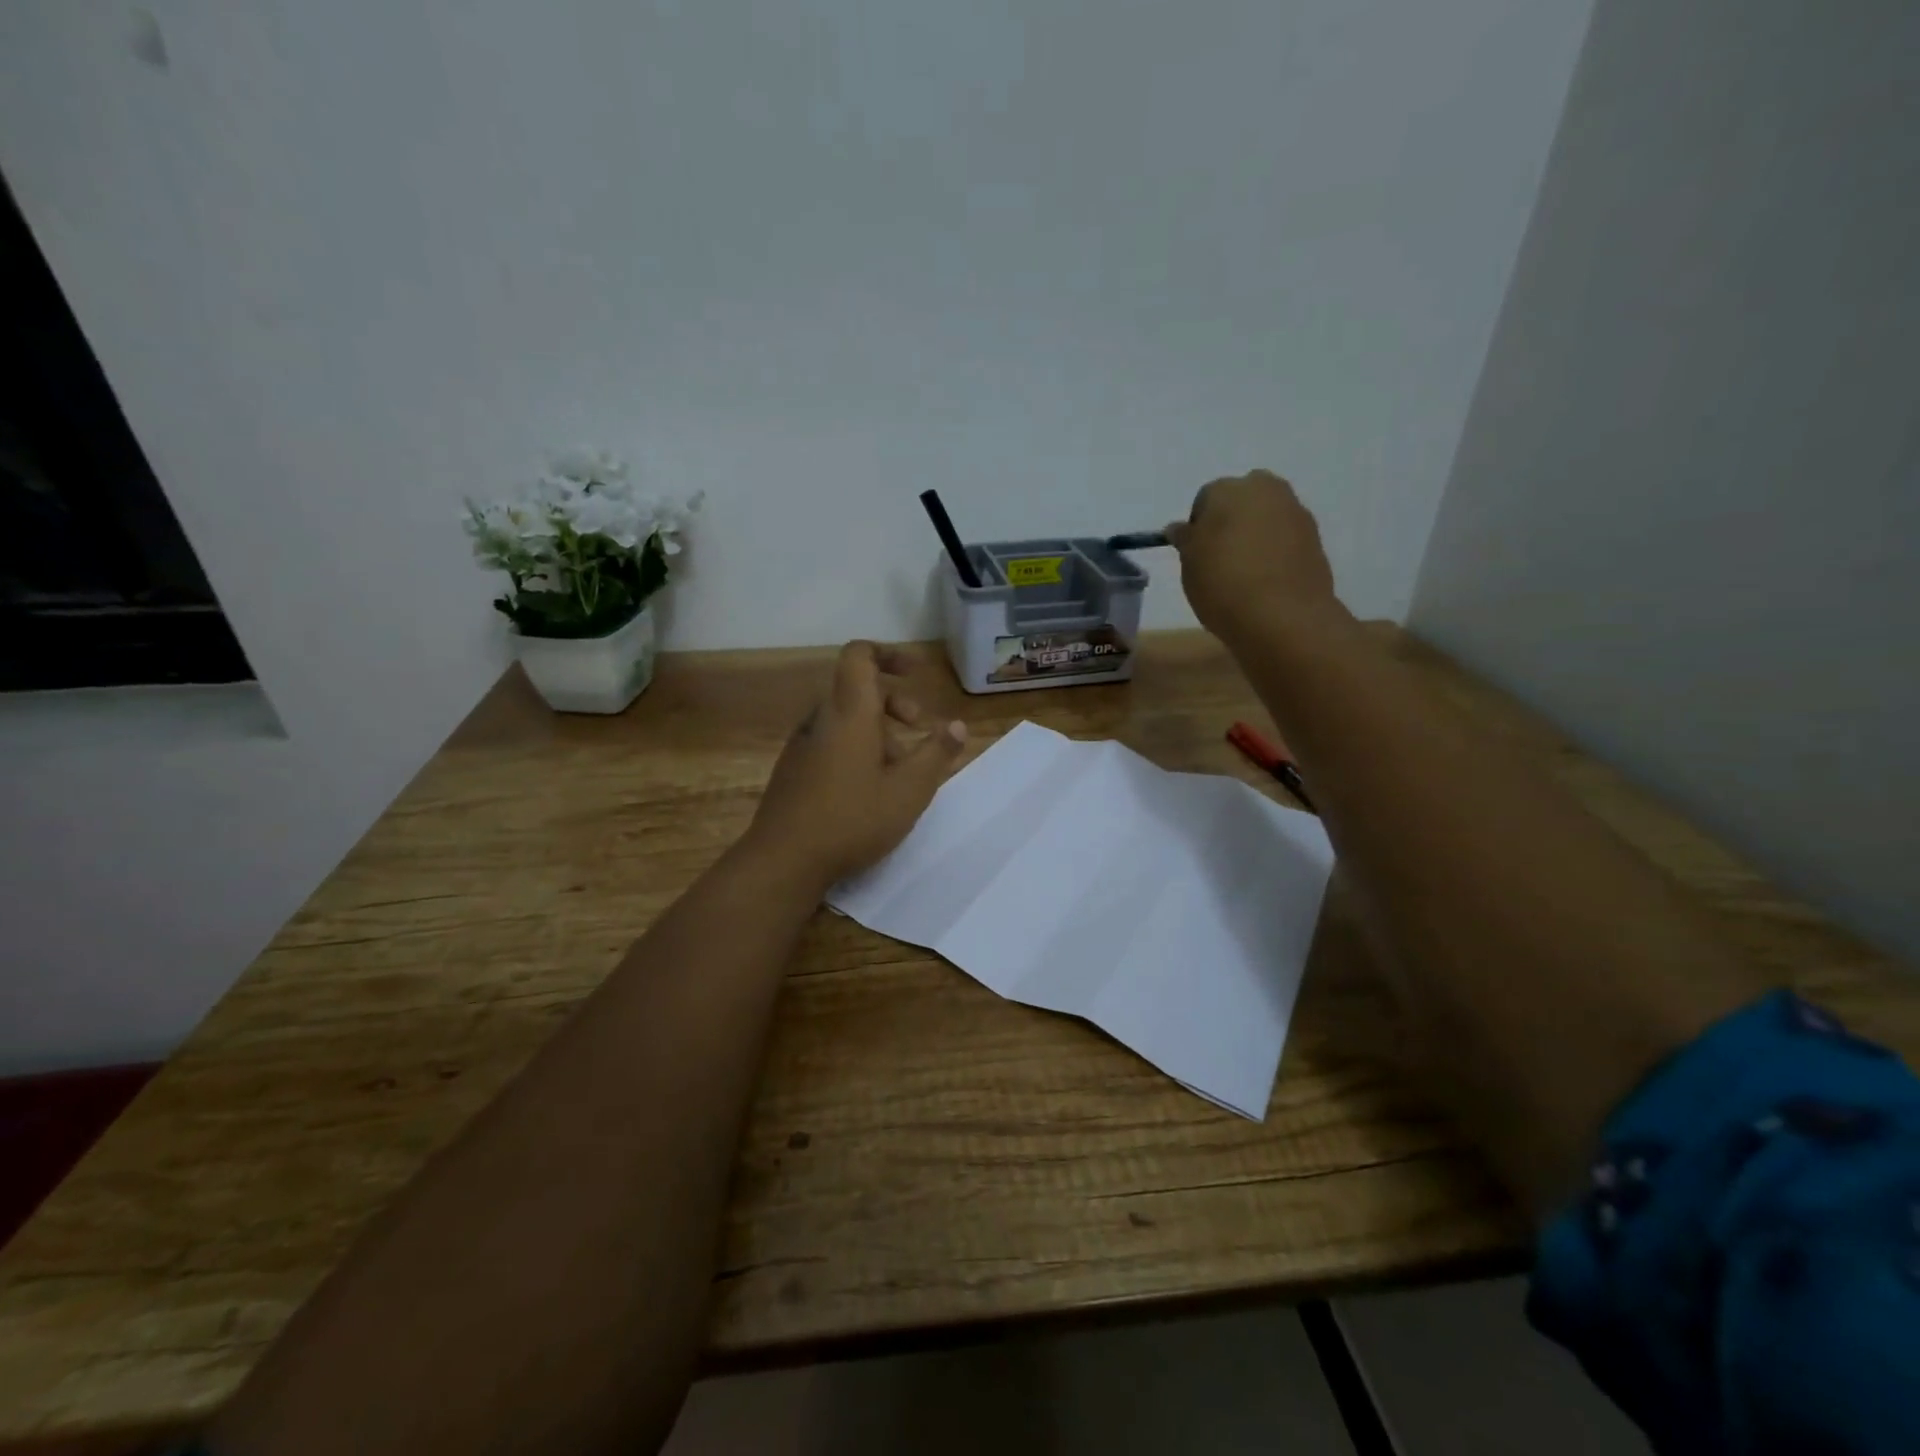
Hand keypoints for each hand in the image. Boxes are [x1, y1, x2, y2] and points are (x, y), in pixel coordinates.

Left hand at [745, 641, 967, 888]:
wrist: (783, 860)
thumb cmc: (852, 819)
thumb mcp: (909, 790)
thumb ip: (937, 753)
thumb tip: (957, 725)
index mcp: (849, 713)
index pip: (859, 656)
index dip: (888, 653)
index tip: (916, 672)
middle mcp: (821, 720)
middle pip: (856, 688)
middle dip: (893, 700)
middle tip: (919, 727)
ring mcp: (802, 746)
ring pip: (845, 719)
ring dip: (878, 730)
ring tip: (901, 767)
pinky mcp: (794, 771)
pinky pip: (830, 742)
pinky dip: (857, 748)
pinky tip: (870, 789)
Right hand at [1165, 470, 1343, 646]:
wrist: (1282, 616)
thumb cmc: (1222, 584)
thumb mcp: (1188, 565)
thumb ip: (1186, 540)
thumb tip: (1182, 529)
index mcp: (1227, 489)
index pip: (1205, 500)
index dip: (1198, 527)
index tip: (1196, 554)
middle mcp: (1264, 489)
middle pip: (1241, 501)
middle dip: (1231, 521)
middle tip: (1220, 558)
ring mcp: (1295, 512)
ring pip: (1266, 517)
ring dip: (1255, 535)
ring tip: (1244, 573)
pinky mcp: (1316, 538)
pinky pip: (1286, 538)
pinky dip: (1276, 551)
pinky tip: (1266, 580)